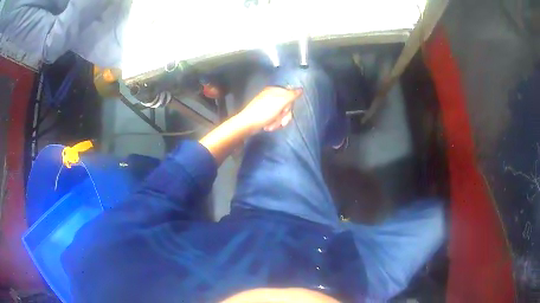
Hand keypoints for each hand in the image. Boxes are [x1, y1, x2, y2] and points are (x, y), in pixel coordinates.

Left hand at [238, 86, 302, 131]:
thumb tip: (301, 88)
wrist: (247, 124)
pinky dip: (273, 124)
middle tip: (280, 121)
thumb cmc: (264, 112)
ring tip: (271, 125)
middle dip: (284, 116)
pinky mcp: (265, 115)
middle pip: (286, 106)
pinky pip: (274, 119)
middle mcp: (271, 96)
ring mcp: (267, 106)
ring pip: (281, 114)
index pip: (290, 96)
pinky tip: (268, 127)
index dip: (290, 105)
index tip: (286, 111)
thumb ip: (292, 95)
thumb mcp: (280, 102)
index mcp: (274, 91)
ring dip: (278, 122)